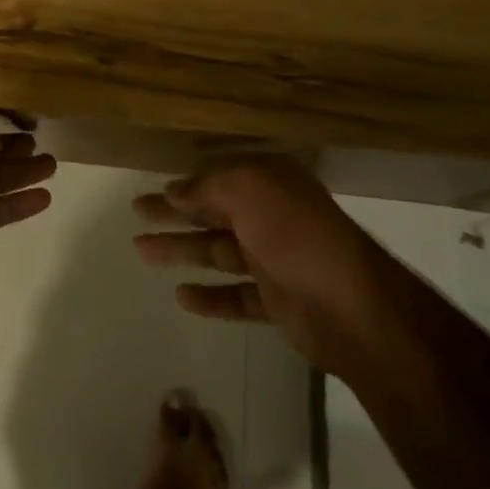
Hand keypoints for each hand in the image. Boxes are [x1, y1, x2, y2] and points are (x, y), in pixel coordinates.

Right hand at [132, 153, 388, 374]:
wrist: (353, 309)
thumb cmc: (297, 236)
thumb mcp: (249, 191)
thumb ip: (208, 187)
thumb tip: (175, 190)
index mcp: (270, 183)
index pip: (218, 179)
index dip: (183, 185)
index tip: (152, 191)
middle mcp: (272, 217)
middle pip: (213, 213)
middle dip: (174, 214)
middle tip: (136, 214)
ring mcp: (275, 260)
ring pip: (218, 251)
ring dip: (182, 250)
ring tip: (141, 251)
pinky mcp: (277, 301)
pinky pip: (235, 295)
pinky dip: (210, 296)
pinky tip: (181, 296)